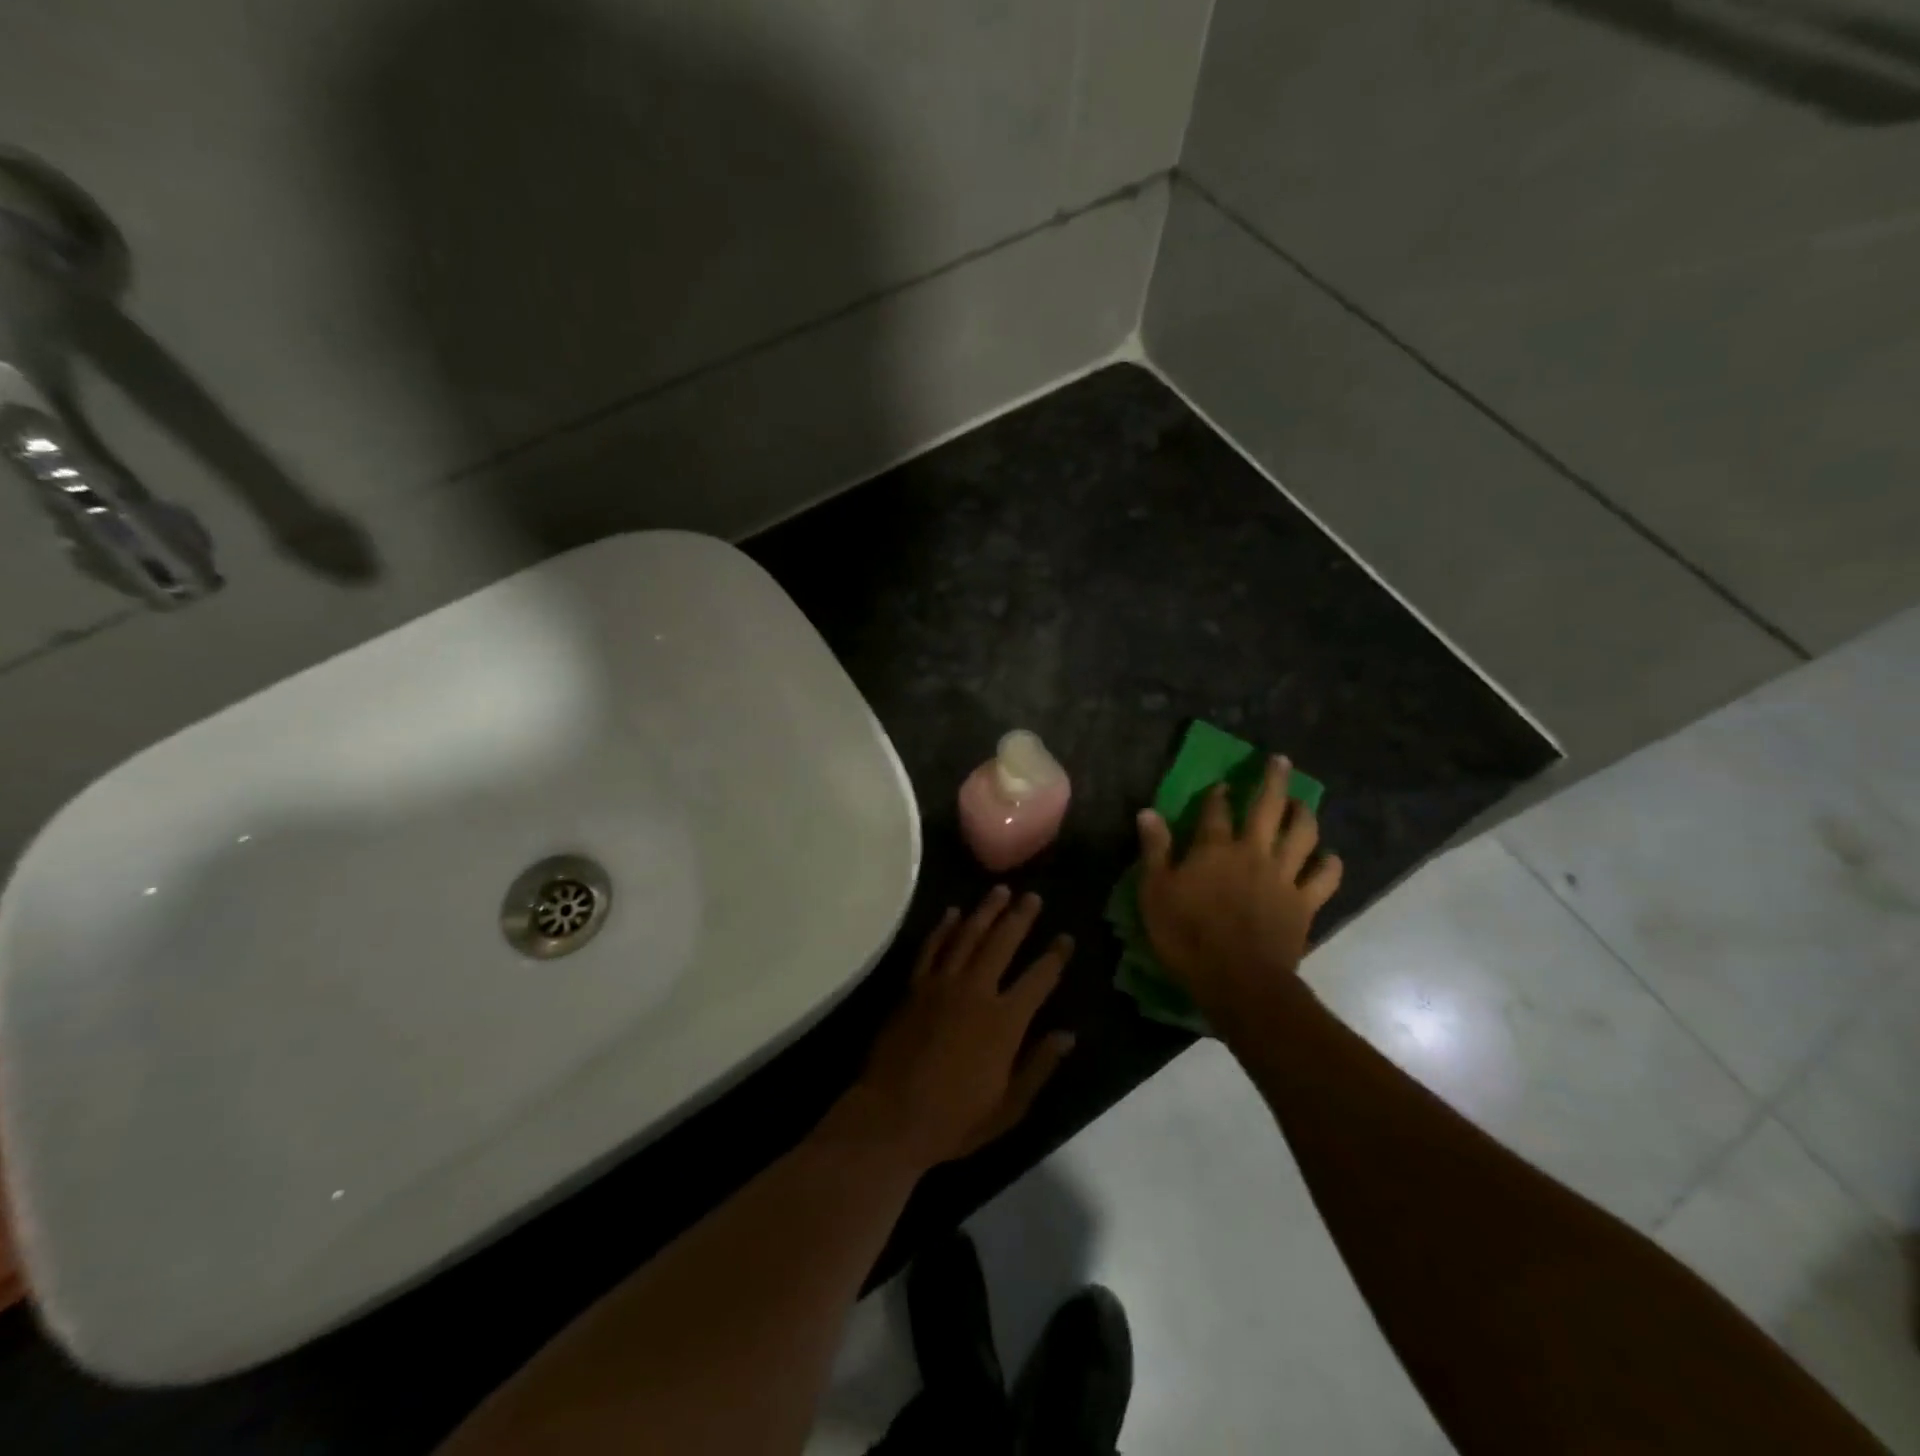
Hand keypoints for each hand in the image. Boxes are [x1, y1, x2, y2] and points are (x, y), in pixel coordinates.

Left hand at [831, 887, 1075, 1172]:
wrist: (891, 1116)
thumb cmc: (955, 1119)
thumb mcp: (1009, 1106)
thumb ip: (1039, 1065)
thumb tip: (1068, 1035)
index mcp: (1005, 1022)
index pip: (1039, 978)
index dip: (1055, 956)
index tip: (1065, 938)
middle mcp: (976, 992)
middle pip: (1003, 943)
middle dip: (1020, 918)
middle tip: (1033, 896)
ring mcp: (941, 984)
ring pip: (968, 936)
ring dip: (986, 911)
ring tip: (1001, 891)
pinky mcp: (914, 987)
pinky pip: (931, 948)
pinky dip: (943, 928)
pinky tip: (952, 912)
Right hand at [1136, 755, 1343, 1018]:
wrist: (1238, 980)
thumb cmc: (1187, 936)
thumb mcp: (1155, 892)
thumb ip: (1155, 850)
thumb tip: (1148, 812)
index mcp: (1215, 849)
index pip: (1216, 812)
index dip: (1217, 796)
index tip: (1220, 786)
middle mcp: (1253, 853)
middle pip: (1267, 808)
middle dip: (1274, 781)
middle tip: (1281, 761)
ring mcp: (1283, 877)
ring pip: (1302, 835)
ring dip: (1305, 814)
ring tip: (1304, 803)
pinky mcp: (1304, 904)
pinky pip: (1324, 878)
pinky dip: (1330, 864)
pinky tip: (1330, 856)